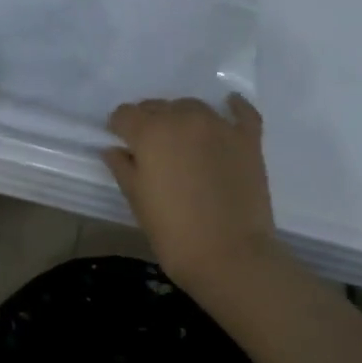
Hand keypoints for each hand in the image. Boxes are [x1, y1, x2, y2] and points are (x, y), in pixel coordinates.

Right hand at [104, 94, 280, 288]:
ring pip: (192, 106)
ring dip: (181, 117)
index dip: (119, 127)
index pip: (125, 114)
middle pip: (157, 107)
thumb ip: (123, 168)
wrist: (230, 256)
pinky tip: (229, 106)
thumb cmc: (174, 232)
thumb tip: (114, 149)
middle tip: (152, 149)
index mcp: (150, 132)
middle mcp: (182, 118)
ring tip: (182, 140)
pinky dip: (233, 107)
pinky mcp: (247, 139)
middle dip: (149, 122)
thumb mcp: (137, 200)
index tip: (121, 143)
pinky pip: (241, 112)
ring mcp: (218, 126)